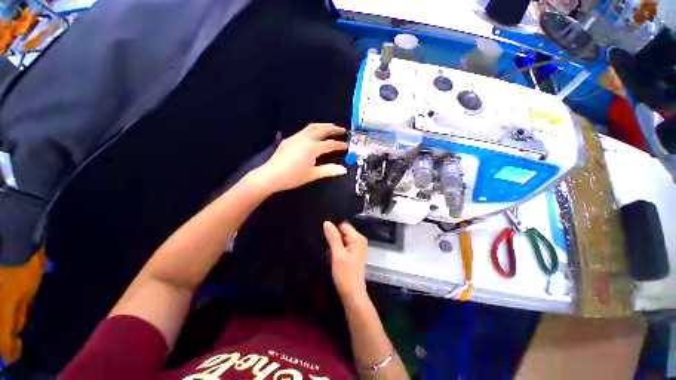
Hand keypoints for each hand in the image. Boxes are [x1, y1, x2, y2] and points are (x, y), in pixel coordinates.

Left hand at [257, 123, 347, 192]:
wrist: (271, 176)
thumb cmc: (293, 177)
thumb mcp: (313, 174)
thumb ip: (329, 170)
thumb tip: (343, 169)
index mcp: (312, 148)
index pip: (329, 144)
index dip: (339, 145)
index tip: (346, 145)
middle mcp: (305, 139)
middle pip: (322, 130)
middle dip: (333, 129)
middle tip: (342, 130)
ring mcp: (296, 137)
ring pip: (312, 127)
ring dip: (323, 126)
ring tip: (330, 126)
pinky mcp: (289, 139)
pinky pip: (304, 130)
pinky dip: (313, 129)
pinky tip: (314, 133)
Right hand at [323, 221, 368, 299]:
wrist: (352, 295)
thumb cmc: (346, 275)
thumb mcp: (338, 254)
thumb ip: (333, 237)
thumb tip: (327, 222)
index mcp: (358, 238)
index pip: (344, 225)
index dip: (334, 227)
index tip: (323, 231)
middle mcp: (359, 241)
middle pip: (344, 231)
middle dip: (334, 235)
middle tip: (324, 241)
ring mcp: (357, 247)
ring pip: (343, 238)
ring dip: (335, 241)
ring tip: (326, 246)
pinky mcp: (353, 254)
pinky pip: (344, 245)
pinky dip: (338, 247)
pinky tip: (331, 252)